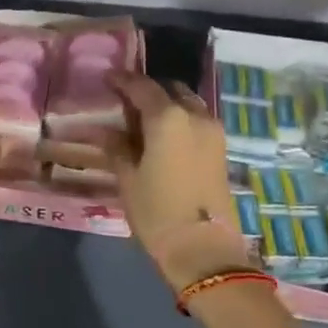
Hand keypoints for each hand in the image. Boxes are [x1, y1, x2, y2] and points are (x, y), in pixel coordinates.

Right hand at [107, 71, 253, 291]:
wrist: (204, 249)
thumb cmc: (157, 211)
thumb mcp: (128, 178)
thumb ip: (118, 147)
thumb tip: (106, 131)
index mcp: (168, 117)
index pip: (142, 87)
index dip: (123, 80)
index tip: (108, 78)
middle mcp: (194, 115)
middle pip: (170, 89)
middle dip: (149, 90)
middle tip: (126, 100)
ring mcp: (213, 131)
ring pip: (188, 103)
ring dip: (167, 104)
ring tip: (144, 119)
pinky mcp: (221, 149)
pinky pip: (197, 120)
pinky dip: (180, 118)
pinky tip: (163, 135)